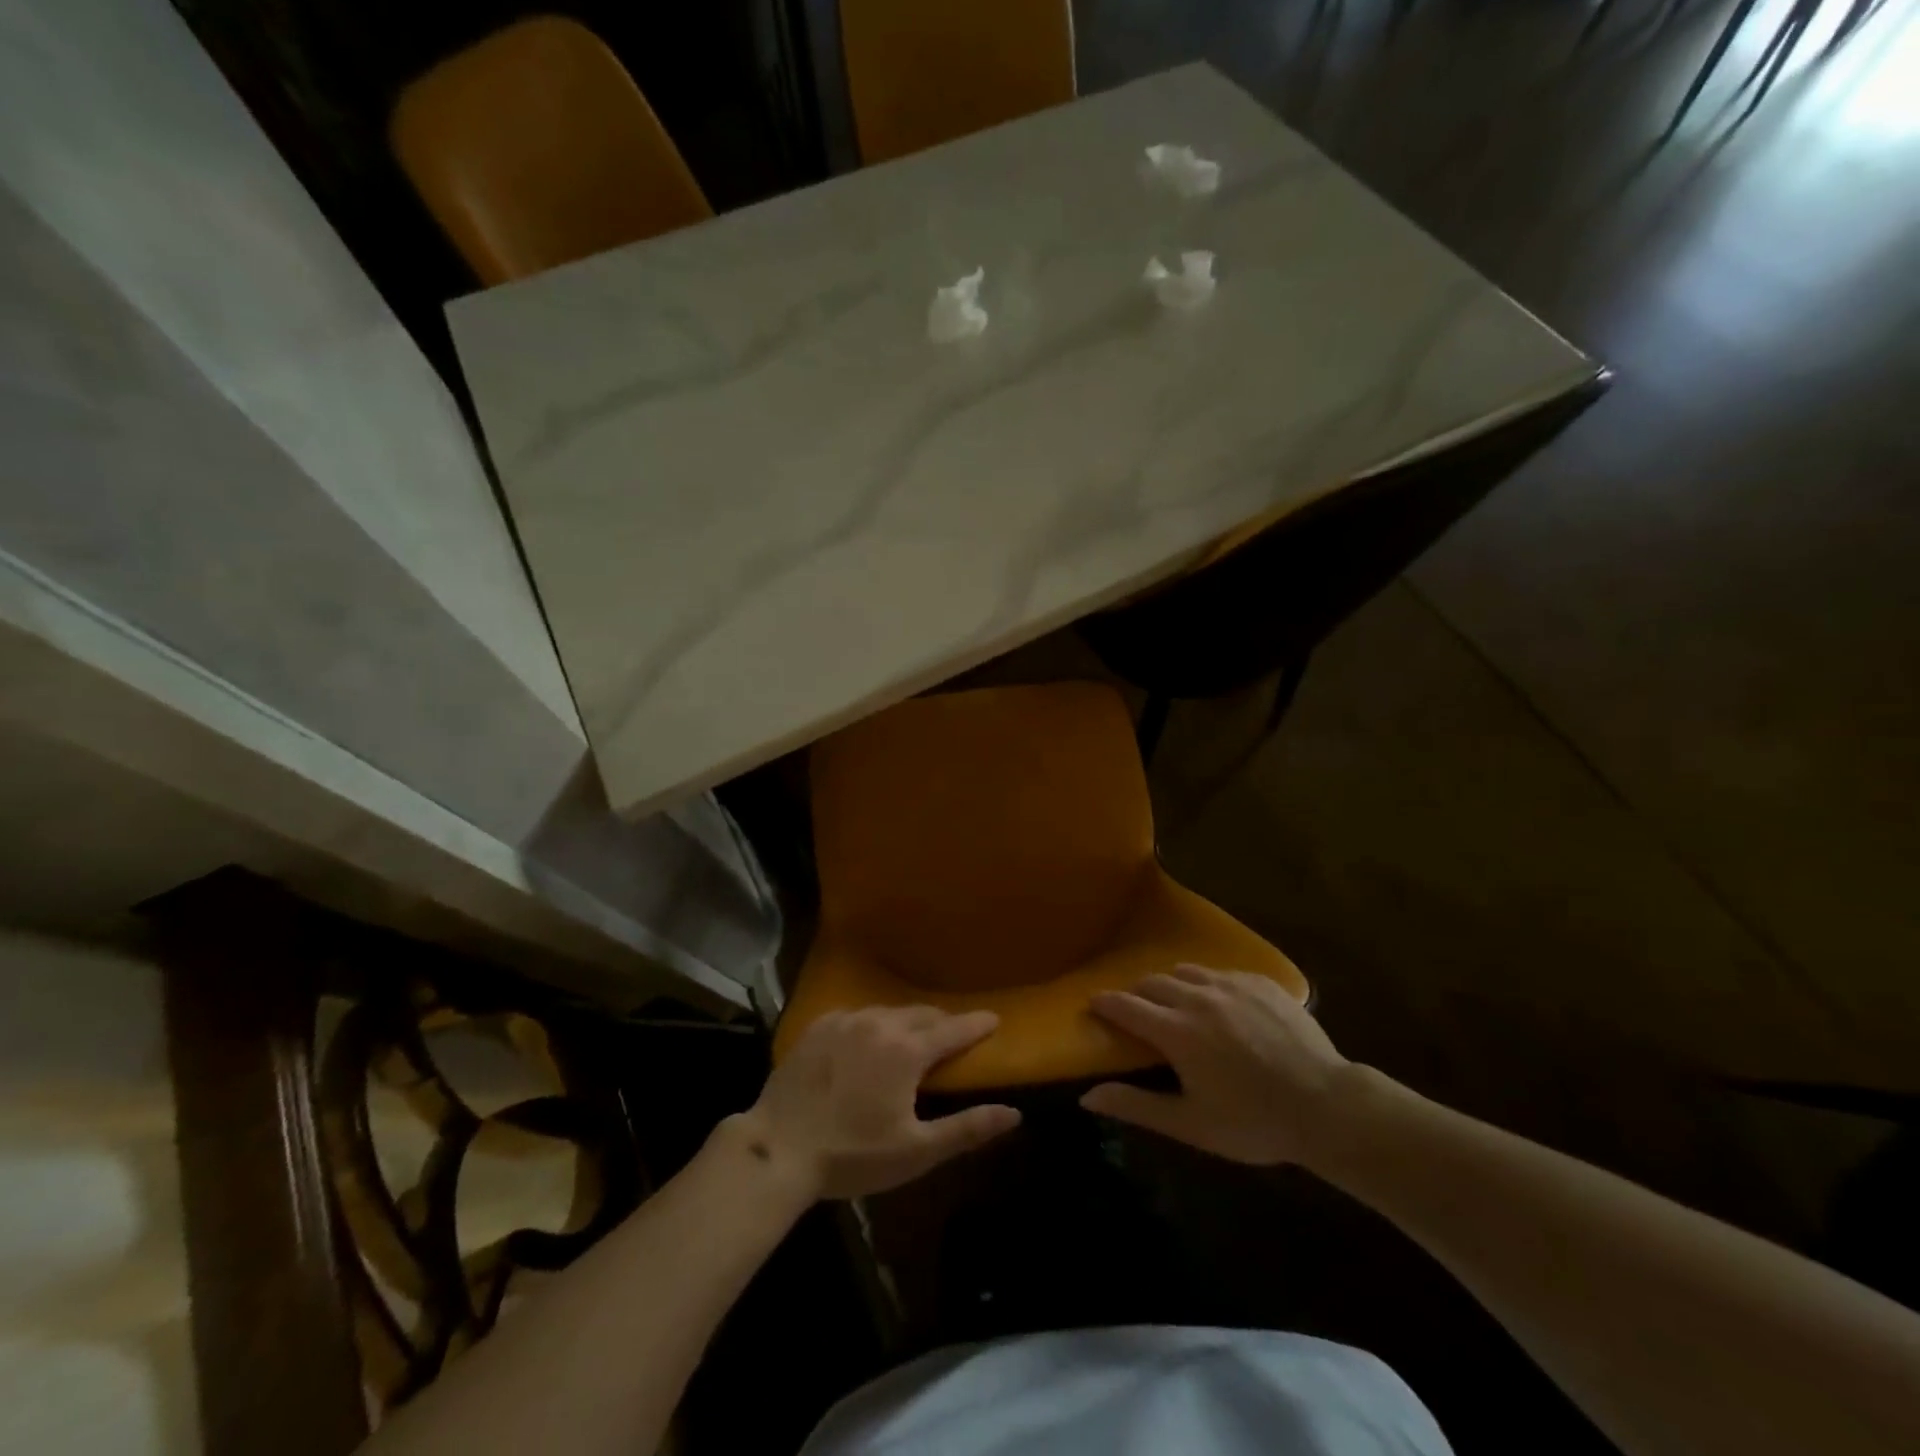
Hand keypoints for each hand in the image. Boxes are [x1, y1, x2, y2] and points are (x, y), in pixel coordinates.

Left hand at [744, 1007, 1021, 1199]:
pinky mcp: (819, 1025)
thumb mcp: (916, 1151)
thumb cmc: (852, 1155)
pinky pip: (856, 1014)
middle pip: (922, 1014)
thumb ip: (966, 1128)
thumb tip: (1013, 1113)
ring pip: (888, 1011)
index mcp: (907, 1050)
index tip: (994, 1019)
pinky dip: (872, 1023)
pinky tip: (868, 1038)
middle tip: (954, 1033)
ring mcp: (846, 1020)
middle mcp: (880, 1023)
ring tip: (912, 1036)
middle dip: (942, 1022)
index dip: (977, 1025)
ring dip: (907, 1022)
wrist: (778, 1148)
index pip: (953, 1029)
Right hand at [1080, 965, 1350, 1166]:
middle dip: (1137, 994)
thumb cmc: (1254, 1122)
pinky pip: (1220, 972)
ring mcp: (1231, 984)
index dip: (1105, 1004)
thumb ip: (1137, 1106)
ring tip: (1178, 1005)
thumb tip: (1087, 1096)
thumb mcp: (1192, 1124)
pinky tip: (1221, 1006)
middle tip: (1138, 1014)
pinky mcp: (1260, 981)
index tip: (1094, 1005)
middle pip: (1152, 982)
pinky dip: (1208, 984)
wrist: (1328, 1106)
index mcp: (1176, 1031)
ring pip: (1185, 971)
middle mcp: (1197, 997)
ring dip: (1172, 985)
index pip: (1125, 1005)